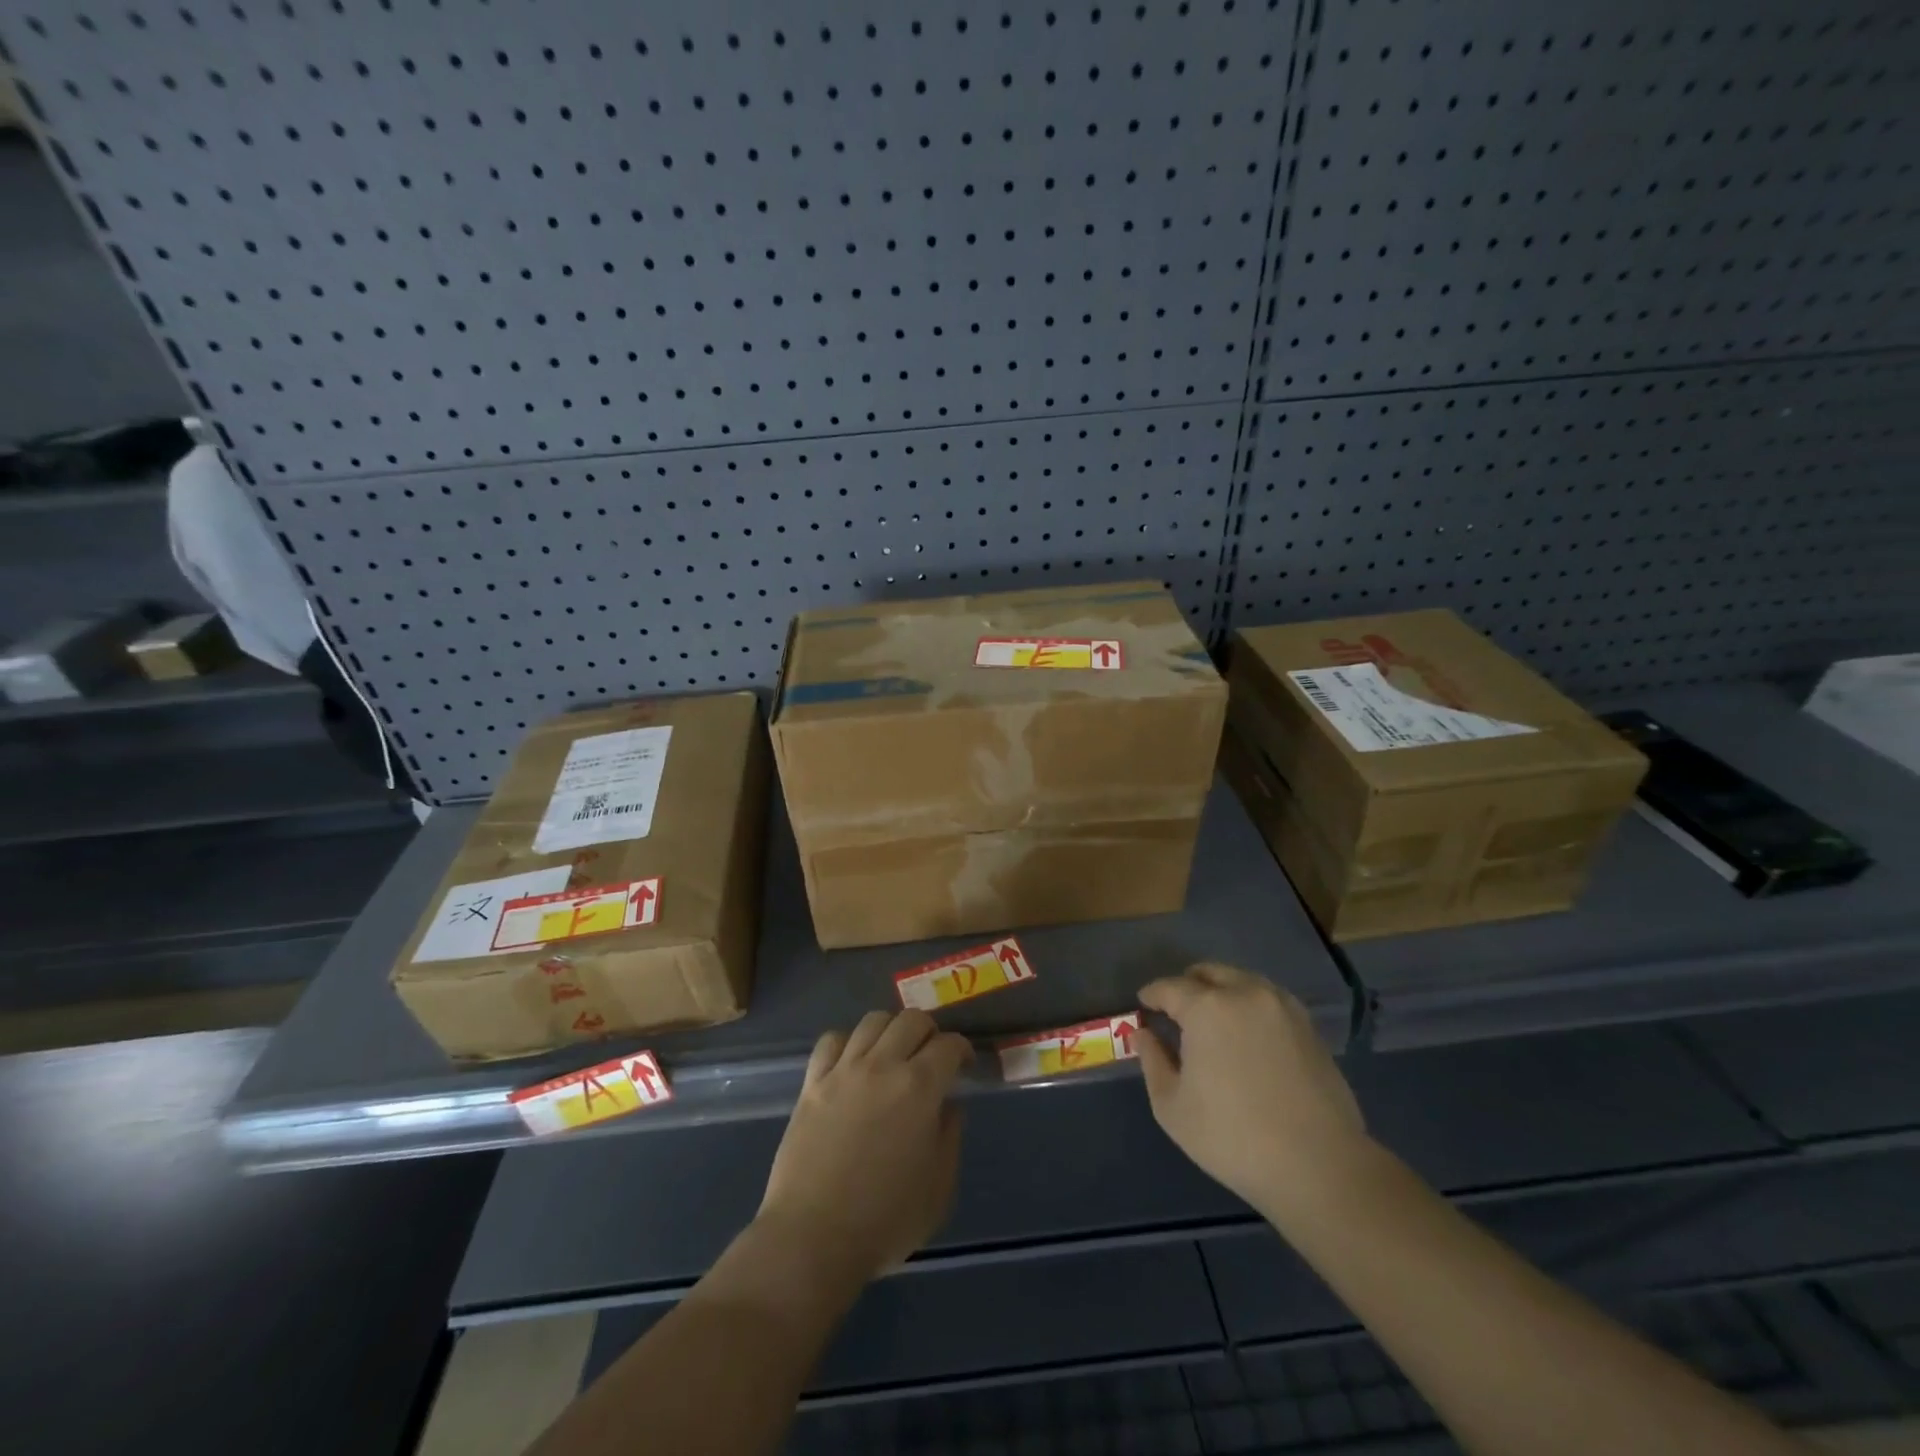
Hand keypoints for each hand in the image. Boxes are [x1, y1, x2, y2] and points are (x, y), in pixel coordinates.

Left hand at [758, 1009, 972, 1282]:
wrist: (813, 1237)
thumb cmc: (885, 1220)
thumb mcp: (939, 1188)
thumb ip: (949, 1137)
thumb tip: (947, 1106)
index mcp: (919, 1087)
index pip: (948, 1045)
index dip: (962, 1050)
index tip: (963, 1064)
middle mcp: (882, 1066)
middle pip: (911, 1020)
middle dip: (929, 1032)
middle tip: (931, 1056)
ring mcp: (843, 1070)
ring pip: (872, 1021)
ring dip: (890, 1030)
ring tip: (893, 1053)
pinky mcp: (812, 1083)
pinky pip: (832, 1040)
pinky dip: (848, 1042)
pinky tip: (853, 1062)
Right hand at [1136, 962, 1366, 1214]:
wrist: (1319, 1166)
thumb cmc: (1233, 1137)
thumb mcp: (1172, 1107)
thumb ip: (1152, 1061)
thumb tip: (1145, 1034)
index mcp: (1207, 1007)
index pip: (1169, 987)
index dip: (1152, 994)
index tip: (1144, 1005)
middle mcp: (1245, 993)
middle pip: (1208, 972)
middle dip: (1187, 985)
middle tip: (1176, 1010)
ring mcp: (1282, 1007)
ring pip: (1242, 981)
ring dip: (1220, 991)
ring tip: (1212, 1020)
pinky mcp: (1308, 1026)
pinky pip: (1268, 999)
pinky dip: (1249, 1005)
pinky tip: (1246, 1034)